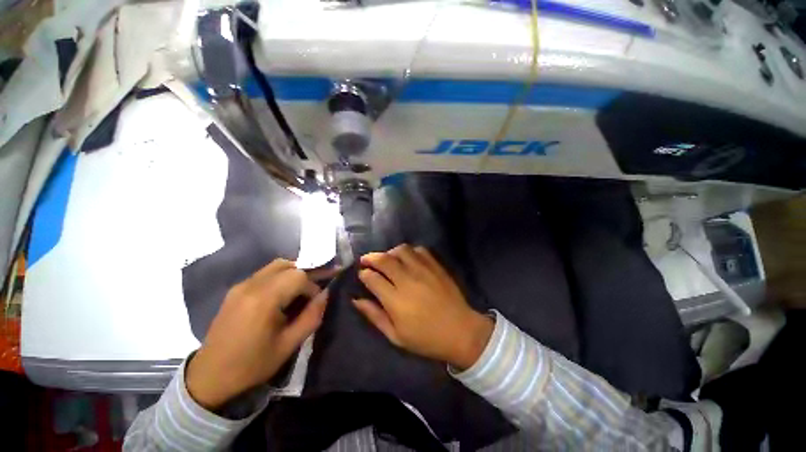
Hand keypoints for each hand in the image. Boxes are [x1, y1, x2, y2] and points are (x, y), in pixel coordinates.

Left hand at [186, 259, 329, 410]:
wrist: (209, 377)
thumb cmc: (252, 364)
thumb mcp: (289, 345)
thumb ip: (311, 316)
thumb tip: (325, 295)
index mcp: (263, 300)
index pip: (298, 276)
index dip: (313, 286)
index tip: (315, 302)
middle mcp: (251, 286)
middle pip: (288, 265)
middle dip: (304, 276)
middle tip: (309, 294)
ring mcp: (240, 286)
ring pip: (276, 266)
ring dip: (292, 274)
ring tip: (297, 293)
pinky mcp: (235, 290)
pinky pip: (264, 274)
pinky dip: (279, 278)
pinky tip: (279, 297)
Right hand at [354, 245, 493, 369]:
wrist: (460, 331)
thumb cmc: (426, 338)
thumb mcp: (396, 335)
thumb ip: (374, 315)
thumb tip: (356, 300)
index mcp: (395, 300)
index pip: (372, 278)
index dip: (364, 274)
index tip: (362, 274)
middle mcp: (407, 280)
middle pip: (384, 260)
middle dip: (371, 257)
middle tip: (366, 260)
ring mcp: (423, 270)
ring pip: (401, 250)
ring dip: (390, 252)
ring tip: (387, 259)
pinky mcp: (436, 266)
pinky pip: (420, 250)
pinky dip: (410, 251)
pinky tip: (407, 259)